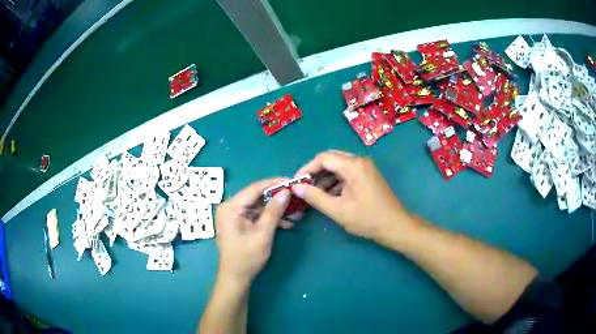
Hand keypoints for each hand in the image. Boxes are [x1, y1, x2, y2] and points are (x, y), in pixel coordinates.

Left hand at [215, 178, 290, 283]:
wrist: (235, 278)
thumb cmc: (247, 257)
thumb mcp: (263, 233)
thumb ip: (274, 211)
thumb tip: (286, 192)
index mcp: (231, 207)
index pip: (254, 188)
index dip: (274, 183)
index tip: (291, 181)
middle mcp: (229, 207)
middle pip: (256, 197)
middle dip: (276, 198)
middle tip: (295, 197)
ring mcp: (232, 216)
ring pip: (257, 207)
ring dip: (275, 210)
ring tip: (295, 213)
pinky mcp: (237, 223)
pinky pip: (254, 216)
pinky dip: (268, 218)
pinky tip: (285, 224)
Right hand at [292, 150, 411, 240]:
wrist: (395, 226)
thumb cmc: (367, 219)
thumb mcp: (337, 210)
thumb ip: (315, 197)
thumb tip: (296, 188)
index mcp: (353, 166)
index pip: (323, 158)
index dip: (307, 168)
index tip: (296, 182)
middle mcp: (360, 161)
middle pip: (331, 159)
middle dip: (315, 172)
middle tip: (304, 187)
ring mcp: (365, 167)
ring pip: (339, 166)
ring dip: (325, 177)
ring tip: (314, 193)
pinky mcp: (368, 175)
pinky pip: (347, 173)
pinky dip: (335, 181)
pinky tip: (329, 195)